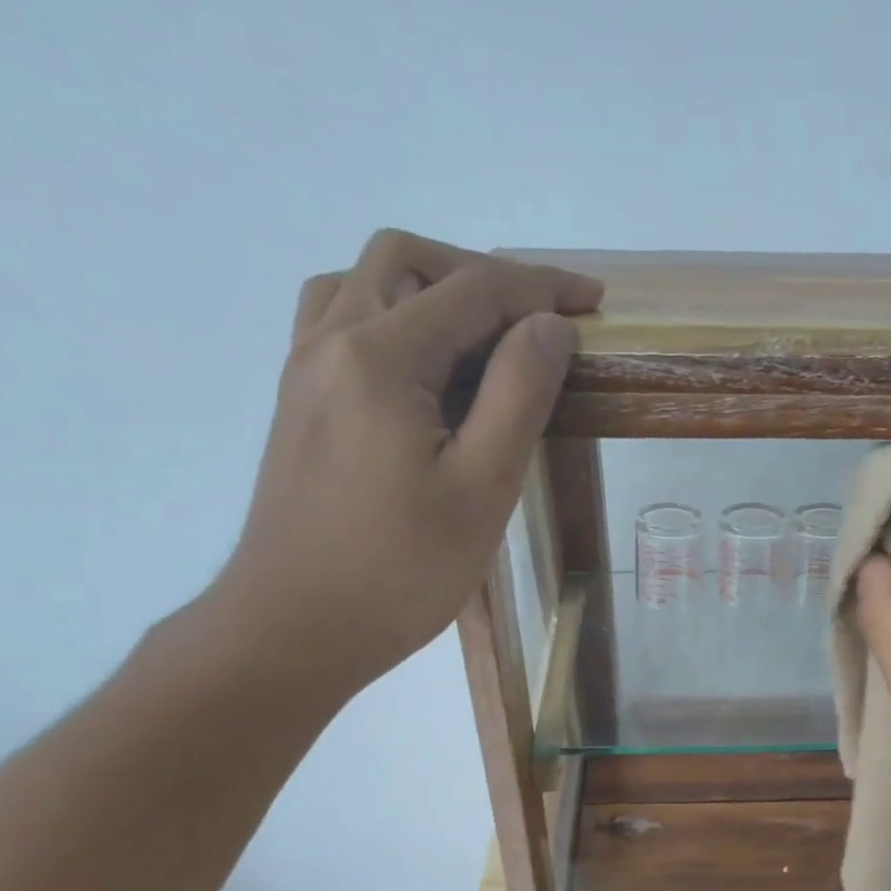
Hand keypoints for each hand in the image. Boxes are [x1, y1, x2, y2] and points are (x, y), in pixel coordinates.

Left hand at [208, 230, 602, 700]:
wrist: (296, 627)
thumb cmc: (401, 570)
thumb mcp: (482, 488)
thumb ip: (518, 394)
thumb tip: (550, 326)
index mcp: (381, 356)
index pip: (474, 290)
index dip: (542, 288)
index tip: (594, 302)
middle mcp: (331, 341)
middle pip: (408, 262)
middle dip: (483, 277)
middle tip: (537, 323)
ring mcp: (305, 370)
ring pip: (365, 283)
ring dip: (430, 288)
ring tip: (482, 338)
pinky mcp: (298, 404)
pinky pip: (338, 322)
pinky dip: (390, 317)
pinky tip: (422, 370)